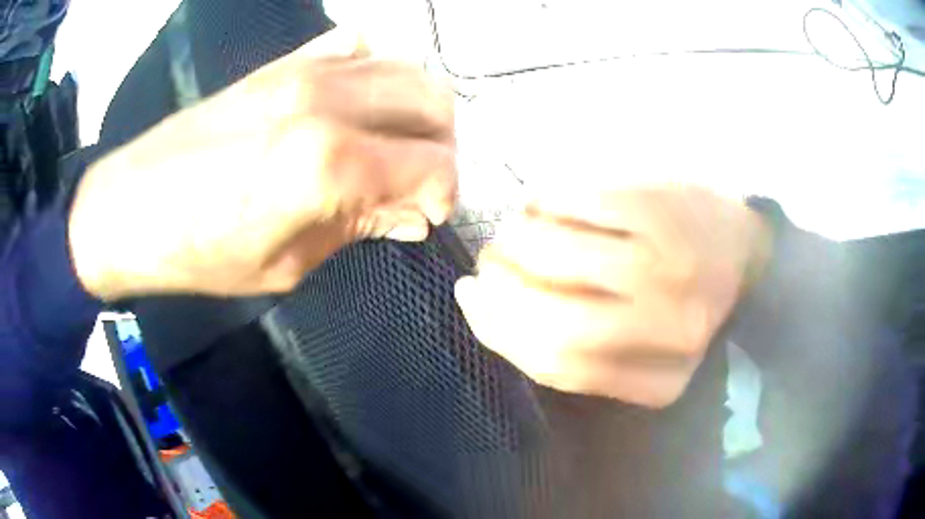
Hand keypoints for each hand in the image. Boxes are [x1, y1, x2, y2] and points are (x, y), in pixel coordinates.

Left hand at [69, 28, 456, 299]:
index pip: (435, 165)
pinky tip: (354, 103)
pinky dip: (373, 72)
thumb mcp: (287, 265)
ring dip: (416, 109)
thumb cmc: (199, 253)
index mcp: (329, 162)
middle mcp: (328, 101)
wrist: (130, 208)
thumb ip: (359, 228)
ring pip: (406, 67)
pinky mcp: (283, 63)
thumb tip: (411, 215)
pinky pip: (356, 46)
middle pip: (434, 102)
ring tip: (392, 146)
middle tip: (415, 182)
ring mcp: (305, 70)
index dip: (442, 196)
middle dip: (440, 147)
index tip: (424, 216)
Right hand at [455, 185, 770, 407]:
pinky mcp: (660, 205)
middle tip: (484, 264)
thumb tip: (487, 311)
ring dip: (515, 242)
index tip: (471, 299)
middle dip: (499, 290)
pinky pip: (575, 201)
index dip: (497, 331)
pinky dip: (542, 203)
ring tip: (512, 233)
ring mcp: (669, 262)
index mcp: (662, 380)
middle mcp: (672, 329)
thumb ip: (576, 350)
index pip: (558, 366)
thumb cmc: (685, 298)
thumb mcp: (639, 347)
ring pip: (556, 254)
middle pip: (554, 321)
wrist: (741, 245)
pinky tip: (542, 205)